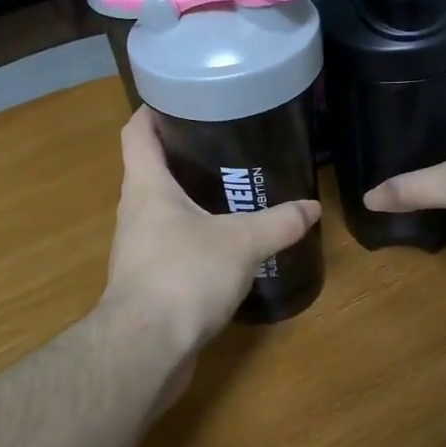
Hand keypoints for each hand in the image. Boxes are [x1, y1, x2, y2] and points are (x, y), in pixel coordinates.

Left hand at [100, 106, 320, 362]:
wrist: (146, 348)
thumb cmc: (184, 275)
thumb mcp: (241, 243)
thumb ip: (278, 223)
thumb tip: (311, 207)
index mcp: (146, 186)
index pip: (136, 131)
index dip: (152, 110)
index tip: (179, 98)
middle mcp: (133, 211)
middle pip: (149, 168)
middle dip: (180, 153)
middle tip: (221, 143)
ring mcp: (135, 247)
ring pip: (159, 209)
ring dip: (186, 198)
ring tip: (227, 191)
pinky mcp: (145, 280)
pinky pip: (167, 244)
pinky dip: (190, 236)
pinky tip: (220, 244)